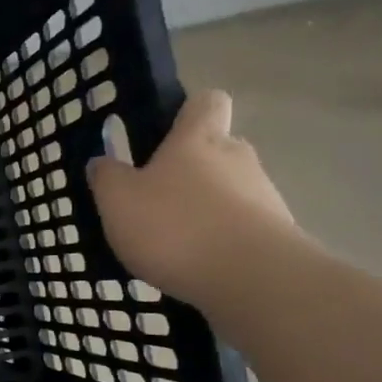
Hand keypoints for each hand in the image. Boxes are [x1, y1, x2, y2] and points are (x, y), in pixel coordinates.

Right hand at [86, 89, 300, 308]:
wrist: (253, 280)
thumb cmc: (175, 227)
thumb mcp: (117, 201)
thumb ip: (107, 177)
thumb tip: (103, 161)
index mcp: (197, 140)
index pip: (207, 102)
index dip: (187, 111)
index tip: (164, 133)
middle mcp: (237, 158)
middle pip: (217, 148)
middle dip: (190, 168)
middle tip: (155, 197)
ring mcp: (263, 195)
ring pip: (230, 190)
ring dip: (204, 207)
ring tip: (172, 241)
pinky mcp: (277, 234)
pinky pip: (241, 226)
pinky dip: (220, 239)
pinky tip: (196, 264)